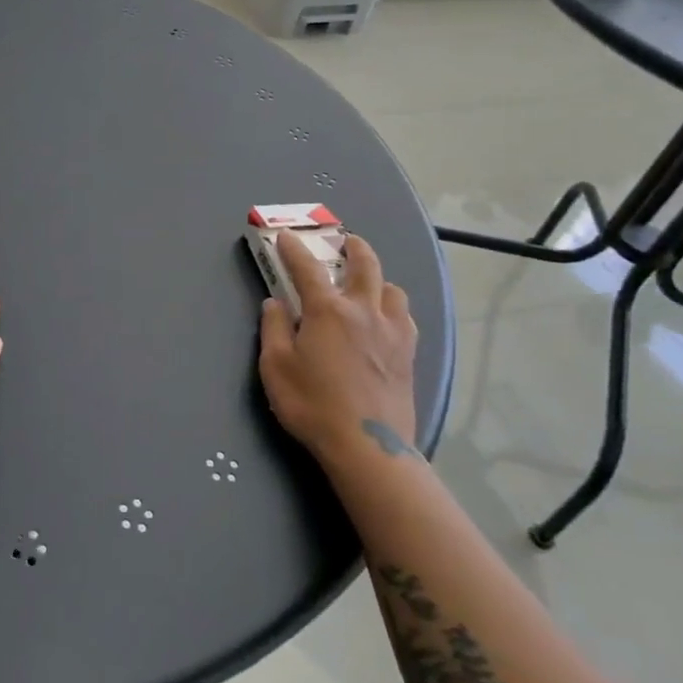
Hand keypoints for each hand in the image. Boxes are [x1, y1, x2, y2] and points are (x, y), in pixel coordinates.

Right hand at [258, 230, 419, 465]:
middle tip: (346, 241)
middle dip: (354, 247)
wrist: (367, 446)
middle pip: (366, 265)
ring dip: (378, 279)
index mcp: (328, 310)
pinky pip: (405, 317)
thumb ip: (274, 328)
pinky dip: (393, 308)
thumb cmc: (312, 404)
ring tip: (368, 285)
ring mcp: (392, 332)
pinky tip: (386, 320)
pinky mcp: (409, 354)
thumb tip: (275, 303)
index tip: (285, 236)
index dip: (293, 249)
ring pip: (393, 289)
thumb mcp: (276, 367)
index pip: (307, 268)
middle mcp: (364, 311)